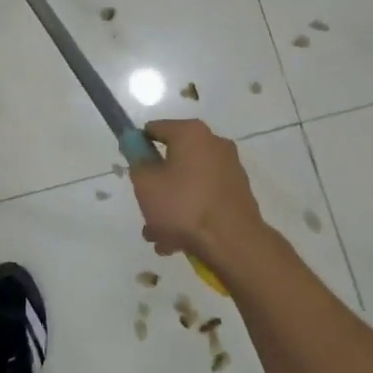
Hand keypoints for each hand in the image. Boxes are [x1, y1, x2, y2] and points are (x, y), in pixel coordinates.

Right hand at [130, 120, 268, 275]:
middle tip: (146, 208)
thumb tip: (139, 153)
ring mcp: (230, 169)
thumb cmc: (183, 205)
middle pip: (173, 159)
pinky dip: (191, 212)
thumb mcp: (146, 183)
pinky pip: (205, 197)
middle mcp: (214, 143)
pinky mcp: (239, 192)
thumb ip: (137, 162)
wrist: (233, 242)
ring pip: (188, 183)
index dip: (138, 148)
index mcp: (191, 133)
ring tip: (160, 235)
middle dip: (156, 185)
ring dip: (171, 205)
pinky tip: (179, 240)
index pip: (154, 129)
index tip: (133, 170)